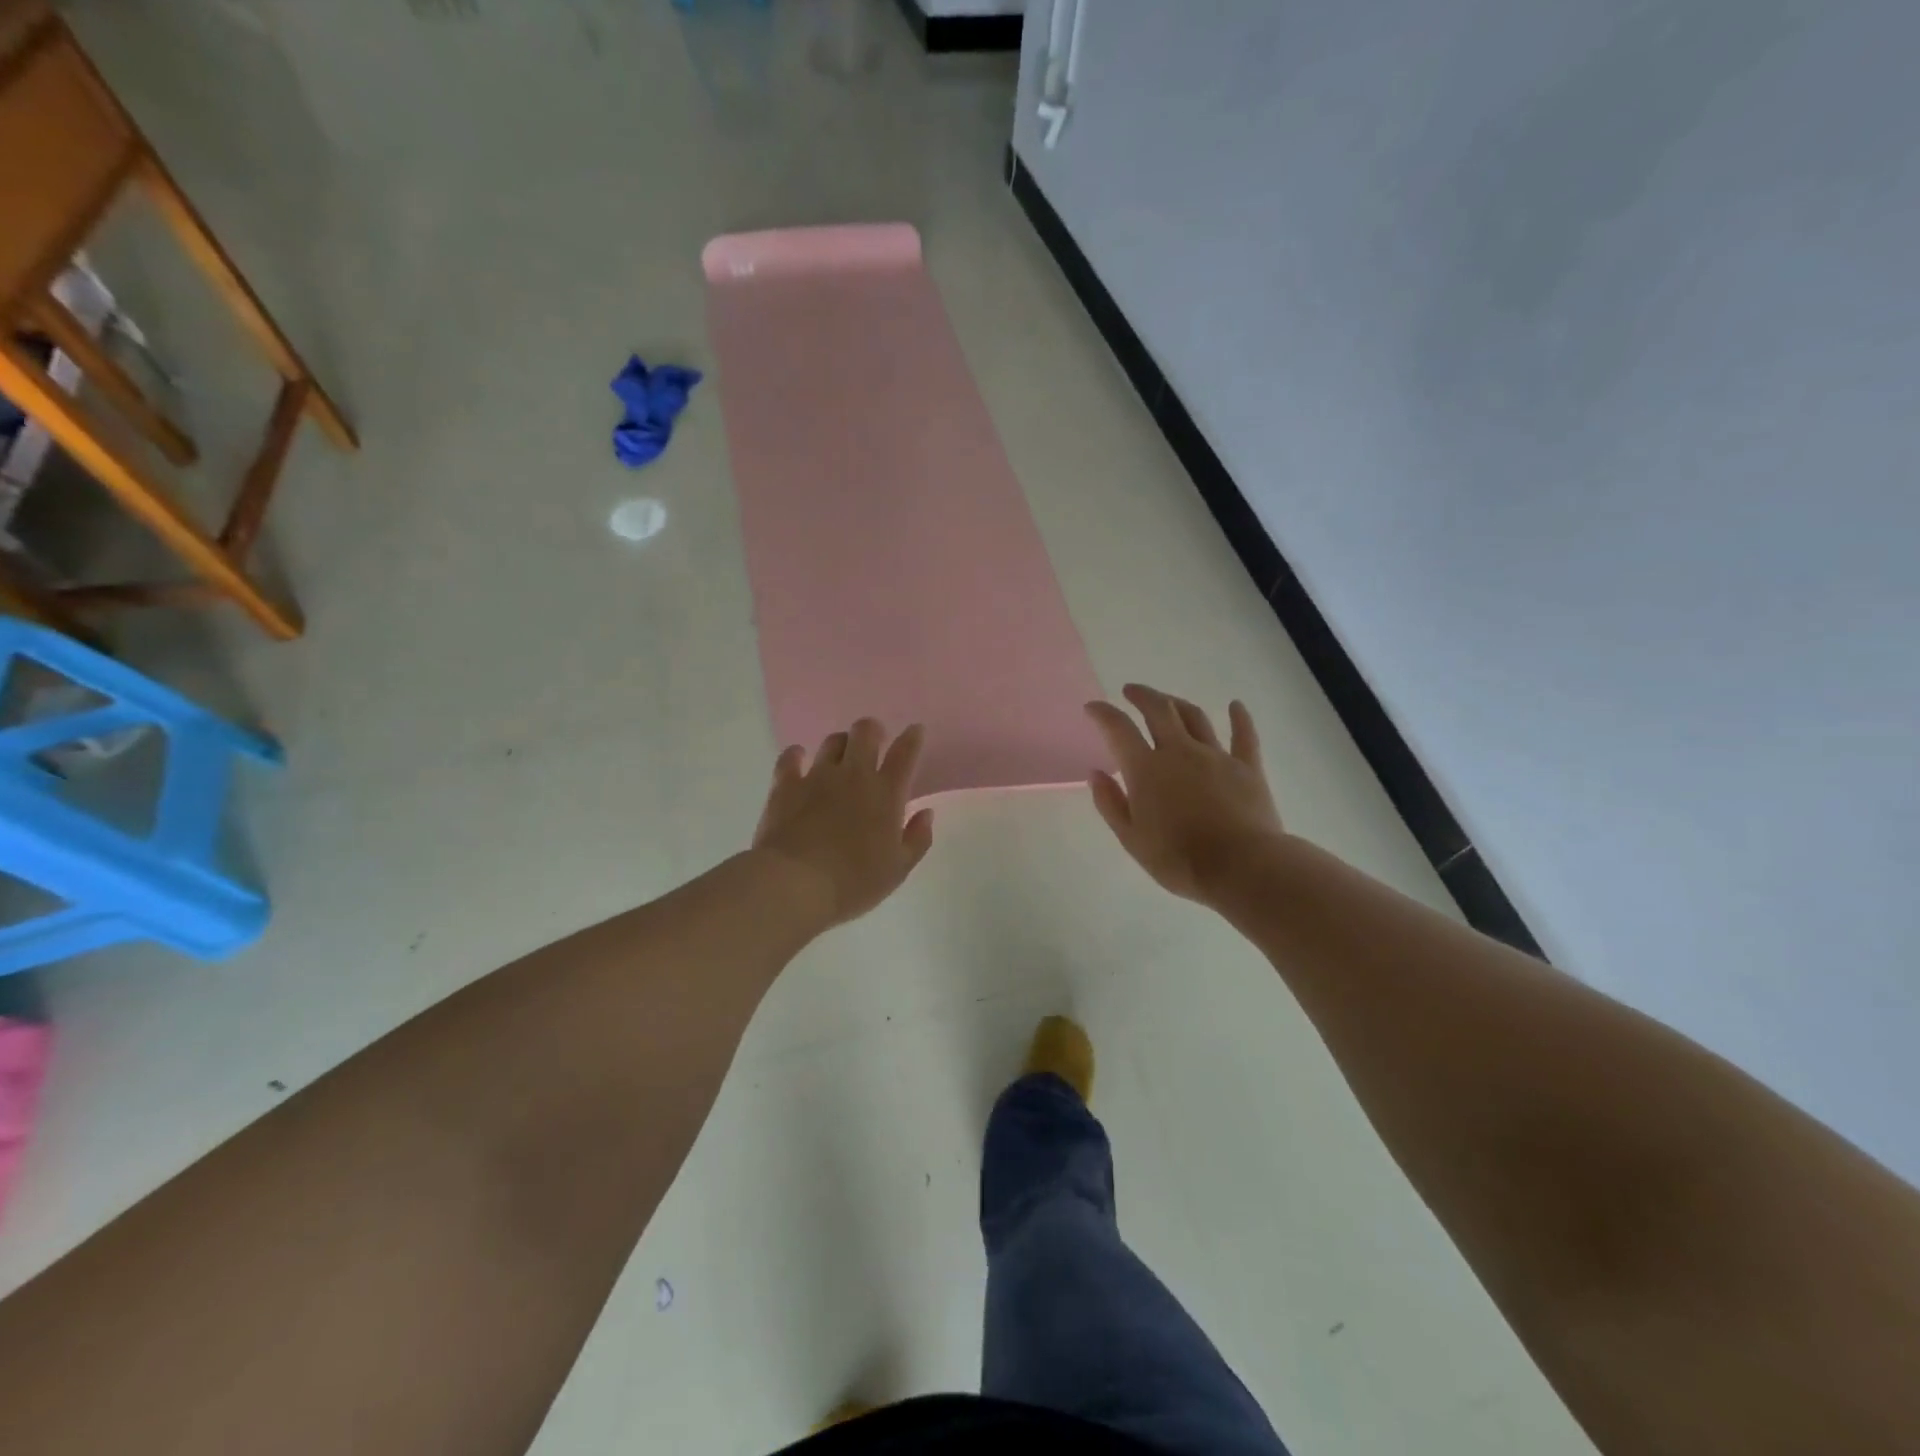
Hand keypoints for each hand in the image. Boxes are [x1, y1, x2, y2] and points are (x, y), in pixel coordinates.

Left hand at [752, 719, 934, 928]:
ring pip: (832, 741)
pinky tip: (798, 758)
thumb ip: (917, 838)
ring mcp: (817, 777)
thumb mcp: (897, 869)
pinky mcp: (786, 785)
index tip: (915, 730)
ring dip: (840, 744)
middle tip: (874, 742)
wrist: (795, 884)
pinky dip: (796, 755)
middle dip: (872, 731)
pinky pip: (791, 757)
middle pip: (865, 733)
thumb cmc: (853, 882)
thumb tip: (926, 813)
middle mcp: (854, 776)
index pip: (904, 754)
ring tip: (840, 756)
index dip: (912, 738)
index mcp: (886, 794)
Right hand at [1085, 684, 1284, 903]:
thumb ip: (1110, 803)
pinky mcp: (1248, 767)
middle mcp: (1179, 752)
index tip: (1093, 708)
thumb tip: (1096, 774)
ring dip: (1177, 703)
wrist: (1241, 868)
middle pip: (1159, 710)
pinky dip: (1239, 718)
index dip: (1103, 714)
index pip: (1119, 729)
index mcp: (1146, 769)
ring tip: (1168, 700)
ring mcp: (1216, 756)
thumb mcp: (1131, 838)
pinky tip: (1236, 706)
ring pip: (1195, 717)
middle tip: (1130, 691)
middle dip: (1142, 695)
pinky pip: (1244, 735)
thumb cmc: (1178, 859)